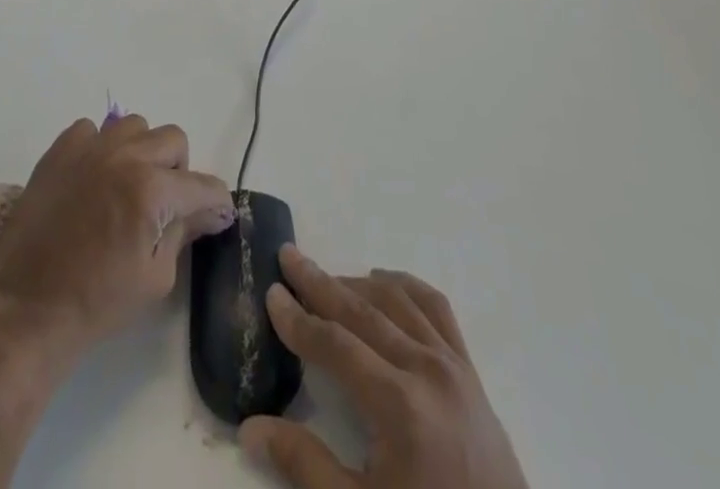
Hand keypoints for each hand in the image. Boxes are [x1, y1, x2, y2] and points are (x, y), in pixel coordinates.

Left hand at [0, 113, 236, 362]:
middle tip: (164, 205)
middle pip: (174, 140)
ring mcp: (90, 149)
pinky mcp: (59, 151)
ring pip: (135, 126)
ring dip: (141, 152)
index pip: (203, 185)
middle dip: (179, 172)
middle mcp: (126, 157)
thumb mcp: (154, 277)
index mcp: (152, 191)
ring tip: (127, 186)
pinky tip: (93, 179)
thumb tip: (210, 211)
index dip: (216, 203)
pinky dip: (99, 148)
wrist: (25, 311)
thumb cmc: (96, 303)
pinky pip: (91, 129)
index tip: (216, 216)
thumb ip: (184, 232)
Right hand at [240, 245, 527, 488]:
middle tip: (288, 255)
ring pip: (397, 300)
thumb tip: (250, 427)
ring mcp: (452, 364)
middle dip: (320, 282)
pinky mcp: (470, 369)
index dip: (298, 319)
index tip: (271, 292)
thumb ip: (304, 464)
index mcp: (398, 404)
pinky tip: (385, 283)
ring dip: (356, 283)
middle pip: (362, 310)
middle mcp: (425, 368)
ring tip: (325, 277)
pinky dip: (405, 286)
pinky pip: (436, 308)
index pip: (335, 344)